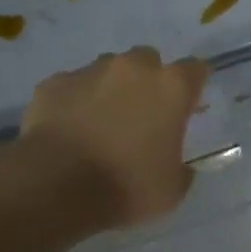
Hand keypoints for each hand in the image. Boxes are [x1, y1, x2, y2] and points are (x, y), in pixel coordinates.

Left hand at [23, 47, 209, 228]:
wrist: (55, 185)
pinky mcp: (55, 82)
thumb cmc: (125, 186)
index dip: (192, 87)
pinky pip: (71, 86)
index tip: (187, 107)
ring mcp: (91, 71)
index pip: (195, 69)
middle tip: (141, 116)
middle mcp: (134, 68)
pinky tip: (68, 129)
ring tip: (100, 123)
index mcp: (171, 87)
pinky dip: (74, 101)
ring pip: (108, 69)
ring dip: (110, 88)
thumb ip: (181, 169)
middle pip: (149, 60)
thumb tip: (179, 166)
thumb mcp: (171, 191)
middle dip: (148, 81)